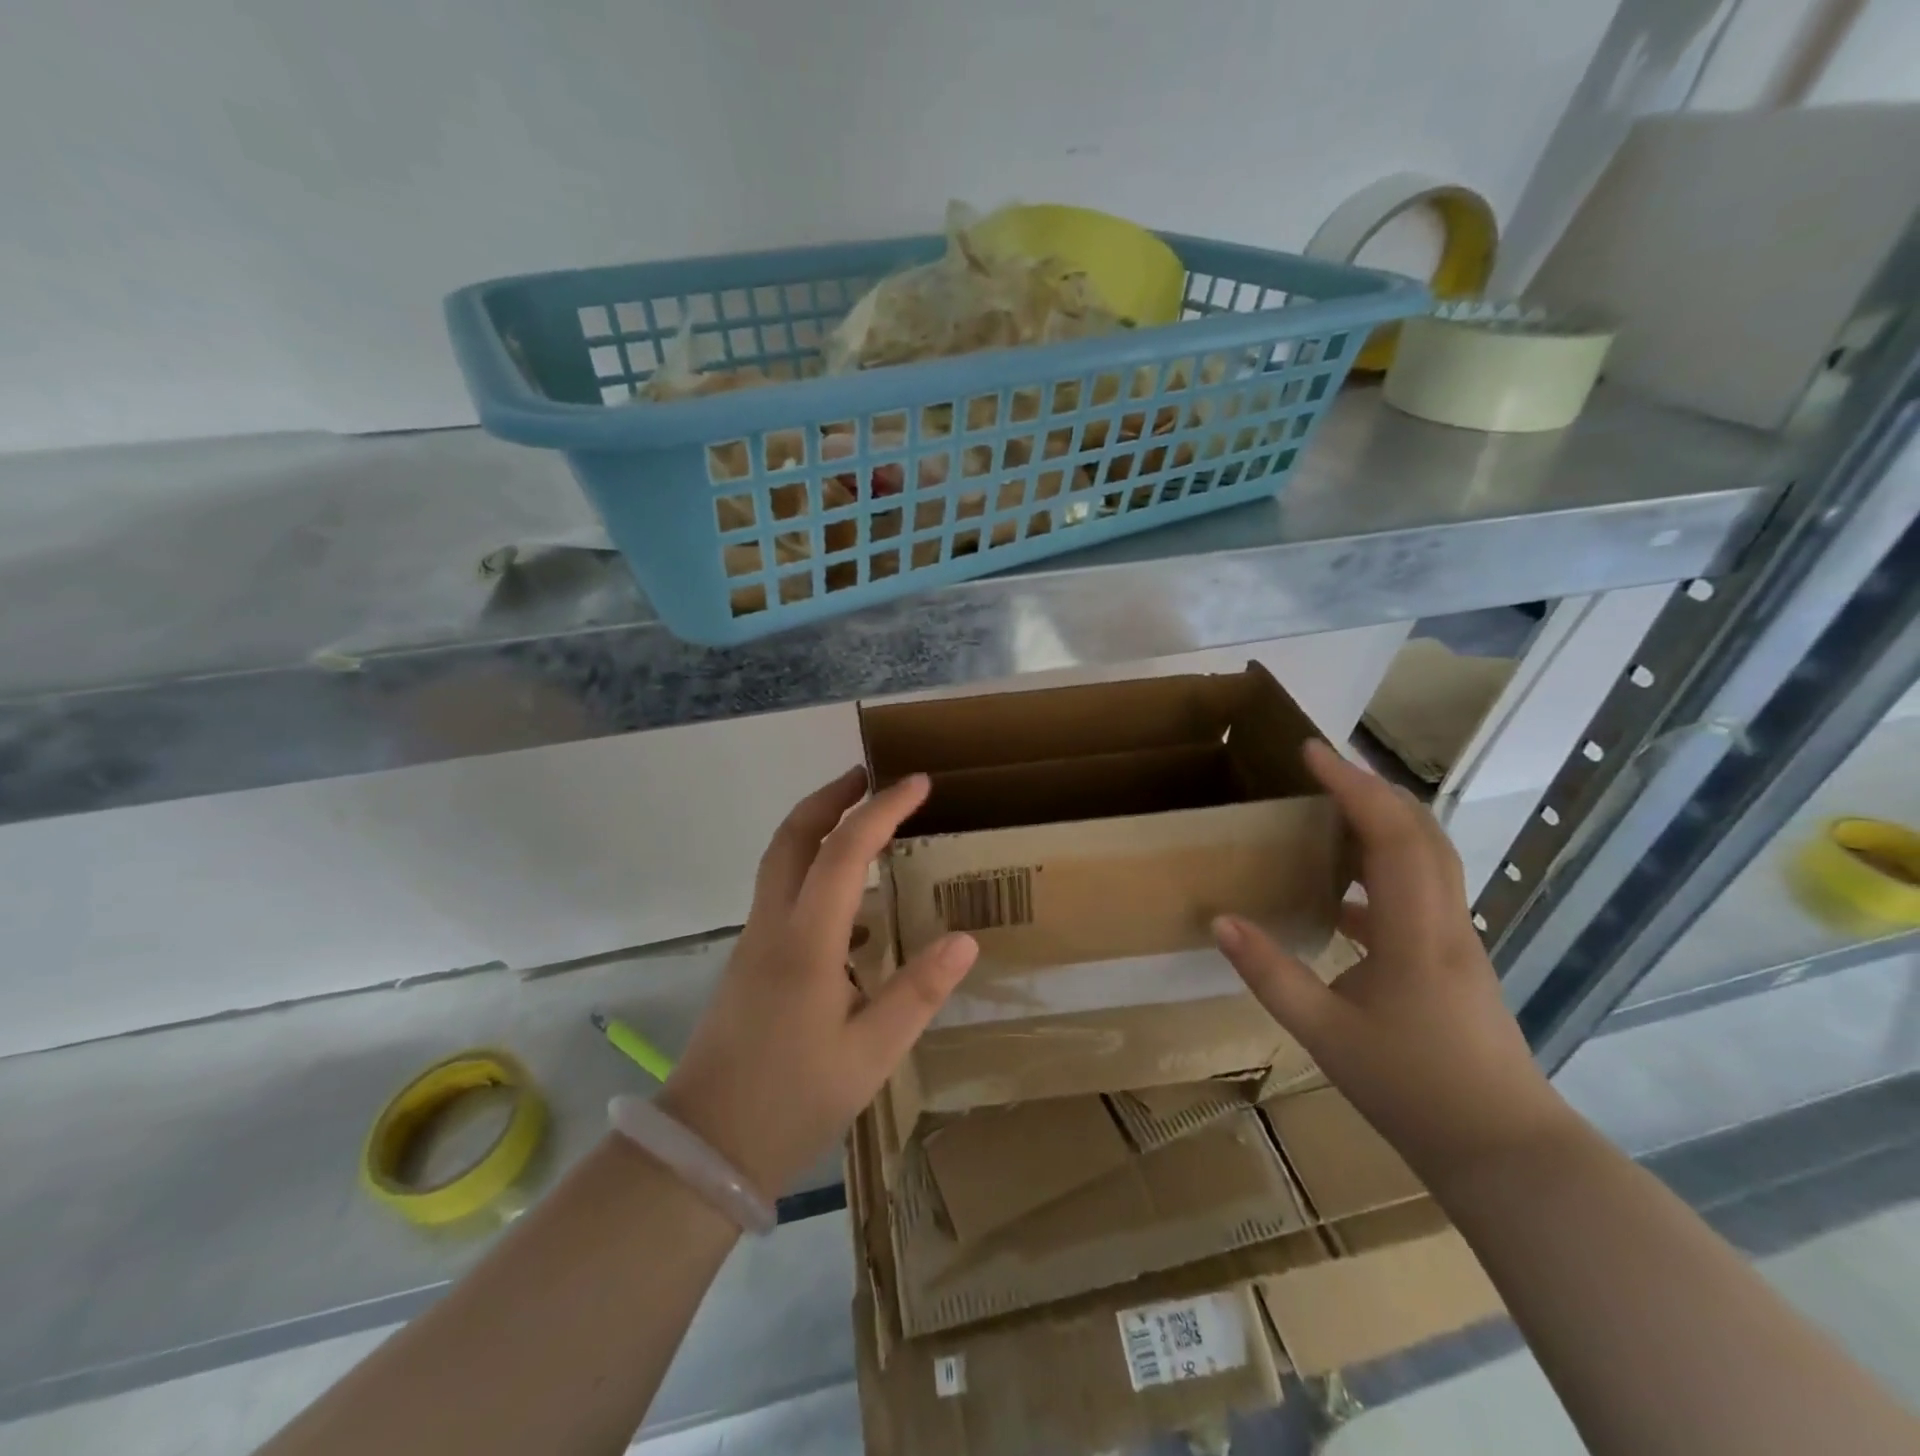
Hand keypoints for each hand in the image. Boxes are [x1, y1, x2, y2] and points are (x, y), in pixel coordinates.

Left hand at [658, 768, 977, 1197]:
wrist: (702, 1147)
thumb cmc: (792, 1100)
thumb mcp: (870, 1054)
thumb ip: (917, 992)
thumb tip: (965, 940)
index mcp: (806, 941)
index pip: (845, 851)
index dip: (882, 810)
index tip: (917, 783)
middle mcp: (773, 925)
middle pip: (793, 836)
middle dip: (831, 796)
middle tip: (869, 775)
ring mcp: (753, 941)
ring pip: (780, 860)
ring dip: (817, 826)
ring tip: (862, 823)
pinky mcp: (748, 961)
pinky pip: (780, 891)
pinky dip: (811, 867)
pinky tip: (848, 903)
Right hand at [1212, 740, 1572, 1180]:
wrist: (1506, 1152)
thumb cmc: (1413, 1089)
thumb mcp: (1324, 1034)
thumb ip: (1270, 973)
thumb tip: (1220, 920)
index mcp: (1416, 931)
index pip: (1390, 834)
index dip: (1352, 786)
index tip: (1312, 751)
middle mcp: (1445, 922)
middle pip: (1421, 831)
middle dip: (1372, 788)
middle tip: (1322, 767)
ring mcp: (1457, 940)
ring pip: (1428, 857)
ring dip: (1383, 821)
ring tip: (1332, 809)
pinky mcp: (1454, 960)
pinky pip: (1421, 891)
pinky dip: (1384, 867)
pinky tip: (1343, 894)